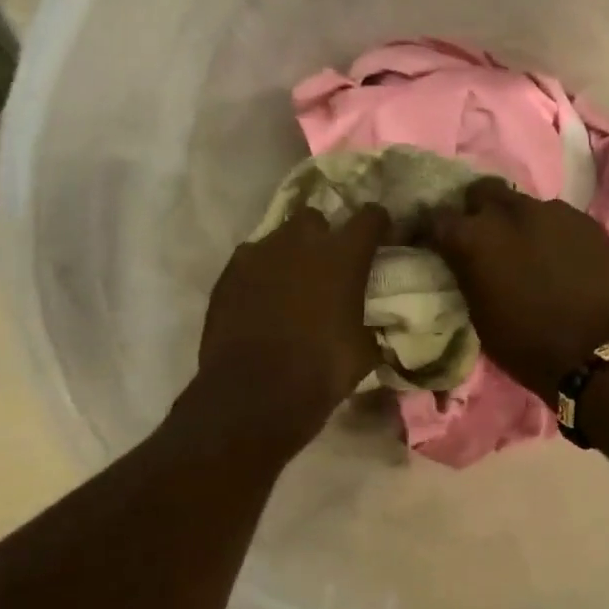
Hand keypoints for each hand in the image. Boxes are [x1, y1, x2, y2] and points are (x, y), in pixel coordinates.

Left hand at [198, 203, 386, 447]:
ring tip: (291, 284)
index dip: (378, 224)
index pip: (370, 216)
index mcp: (343, 256)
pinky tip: (261, 300)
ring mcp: (258, 254)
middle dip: (323, 236)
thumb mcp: (364, 351)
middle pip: (315, 218)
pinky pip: (250, 262)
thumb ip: (368, 324)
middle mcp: (300, 242)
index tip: (380, 236)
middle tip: (327, 265)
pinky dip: (259, 274)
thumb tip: (371, 326)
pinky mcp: (228, 273)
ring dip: (289, 255)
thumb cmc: (322, 370)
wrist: (254, 392)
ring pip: (278, 238)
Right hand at [427, 177, 608, 396]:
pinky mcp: (586, 221)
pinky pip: (557, 218)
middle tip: (481, 237)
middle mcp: (511, 212)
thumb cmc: (528, 346)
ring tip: (524, 249)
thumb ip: (467, 275)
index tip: (431, 242)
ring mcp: (553, 212)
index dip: (430, 230)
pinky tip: (556, 257)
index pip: (436, 218)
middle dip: (476, 209)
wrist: (600, 353)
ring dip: (516, 222)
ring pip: (523, 203)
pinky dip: (549, 233)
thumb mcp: (480, 315)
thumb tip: (462, 261)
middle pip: (482, 191)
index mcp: (475, 238)